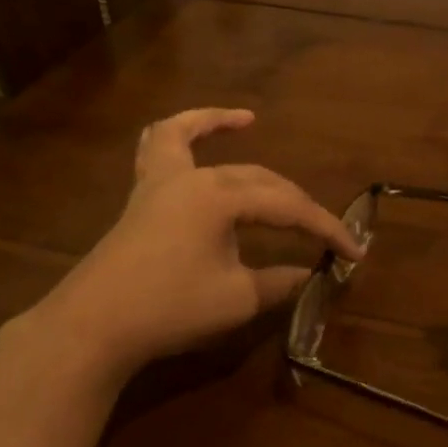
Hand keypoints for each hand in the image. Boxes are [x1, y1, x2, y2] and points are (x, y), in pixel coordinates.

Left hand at [25, 109, 360, 379]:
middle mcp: (192, 178)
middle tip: (324, 233)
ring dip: (216, 124)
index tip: (354, 252)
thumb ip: (278, 282)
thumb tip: (310, 275)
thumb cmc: (169, 309)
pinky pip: (156, 151)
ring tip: (246, 119)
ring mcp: (160, 183)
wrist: (93, 327)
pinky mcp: (141, 199)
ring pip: (190, 138)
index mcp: (220, 197)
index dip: (325, 229)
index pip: (288, 208)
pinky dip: (176, 135)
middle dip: (295, 203)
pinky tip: (187, 137)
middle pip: (257, 180)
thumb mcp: (237, 298)